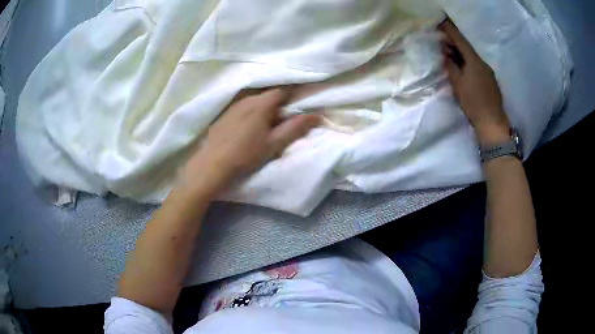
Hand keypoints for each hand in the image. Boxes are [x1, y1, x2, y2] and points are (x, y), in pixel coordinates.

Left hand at [181, 87, 320, 193]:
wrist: (213, 163)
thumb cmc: (246, 154)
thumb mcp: (274, 143)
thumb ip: (295, 128)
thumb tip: (316, 116)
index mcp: (262, 103)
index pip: (283, 90)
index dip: (294, 94)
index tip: (300, 103)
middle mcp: (247, 98)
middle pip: (269, 94)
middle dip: (279, 102)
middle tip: (285, 117)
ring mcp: (234, 105)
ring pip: (255, 100)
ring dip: (265, 107)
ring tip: (268, 123)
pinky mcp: (225, 113)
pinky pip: (243, 106)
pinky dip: (252, 111)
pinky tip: (249, 126)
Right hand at [439, 19, 510, 145]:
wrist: (492, 123)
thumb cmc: (474, 103)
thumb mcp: (458, 84)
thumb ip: (451, 67)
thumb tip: (447, 56)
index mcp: (474, 61)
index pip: (461, 41)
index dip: (450, 31)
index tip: (441, 23)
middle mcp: (483, 63)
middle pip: (467, 49)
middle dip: (454, 44)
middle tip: (442, 42)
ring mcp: (488, 72)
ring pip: (472, 58)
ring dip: (461, 55)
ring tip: (450, 56)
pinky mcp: (491, 82)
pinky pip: (477, 67)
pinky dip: (468, 64)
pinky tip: (463, 69)